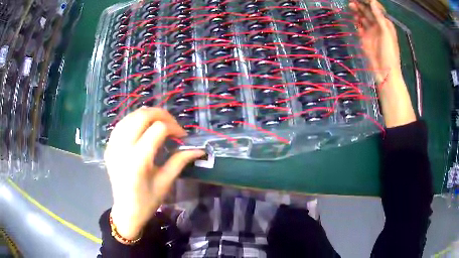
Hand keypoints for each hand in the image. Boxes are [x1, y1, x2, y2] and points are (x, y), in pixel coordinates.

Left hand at [104, 107, 204, 239]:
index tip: (182, 136)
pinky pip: (122, 124)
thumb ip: (180, 161)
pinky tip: (142, 128)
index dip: (174, 127)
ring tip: (159, 124)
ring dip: (148, 115)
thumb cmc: (147, 201)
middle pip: (142, 115)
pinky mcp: (108, 146)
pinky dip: (134, 121)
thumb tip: (199, 149)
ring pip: (131, 116)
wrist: (125, 211)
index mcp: (138, 160)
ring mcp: (112, 145)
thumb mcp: (165, 182)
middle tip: (172, 124)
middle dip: (161, 114)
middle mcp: (122, 148)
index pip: (158, 129)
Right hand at [350, 0, 415, 127]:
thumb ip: (380, 18)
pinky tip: (353, 17)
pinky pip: (359, 27)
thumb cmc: (390, 54)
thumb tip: (373, 2)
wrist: (385, 74)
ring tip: (351, 6)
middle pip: (369, 12)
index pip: (377, 9)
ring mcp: (371, 33)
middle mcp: (378, 27)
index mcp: (386, 25)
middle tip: (352, 1)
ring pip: (363, 18)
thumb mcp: (387, 34)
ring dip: (357, 12)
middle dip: (361, 5)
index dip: (369, 2)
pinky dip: (356, 22)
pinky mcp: (365, 39)